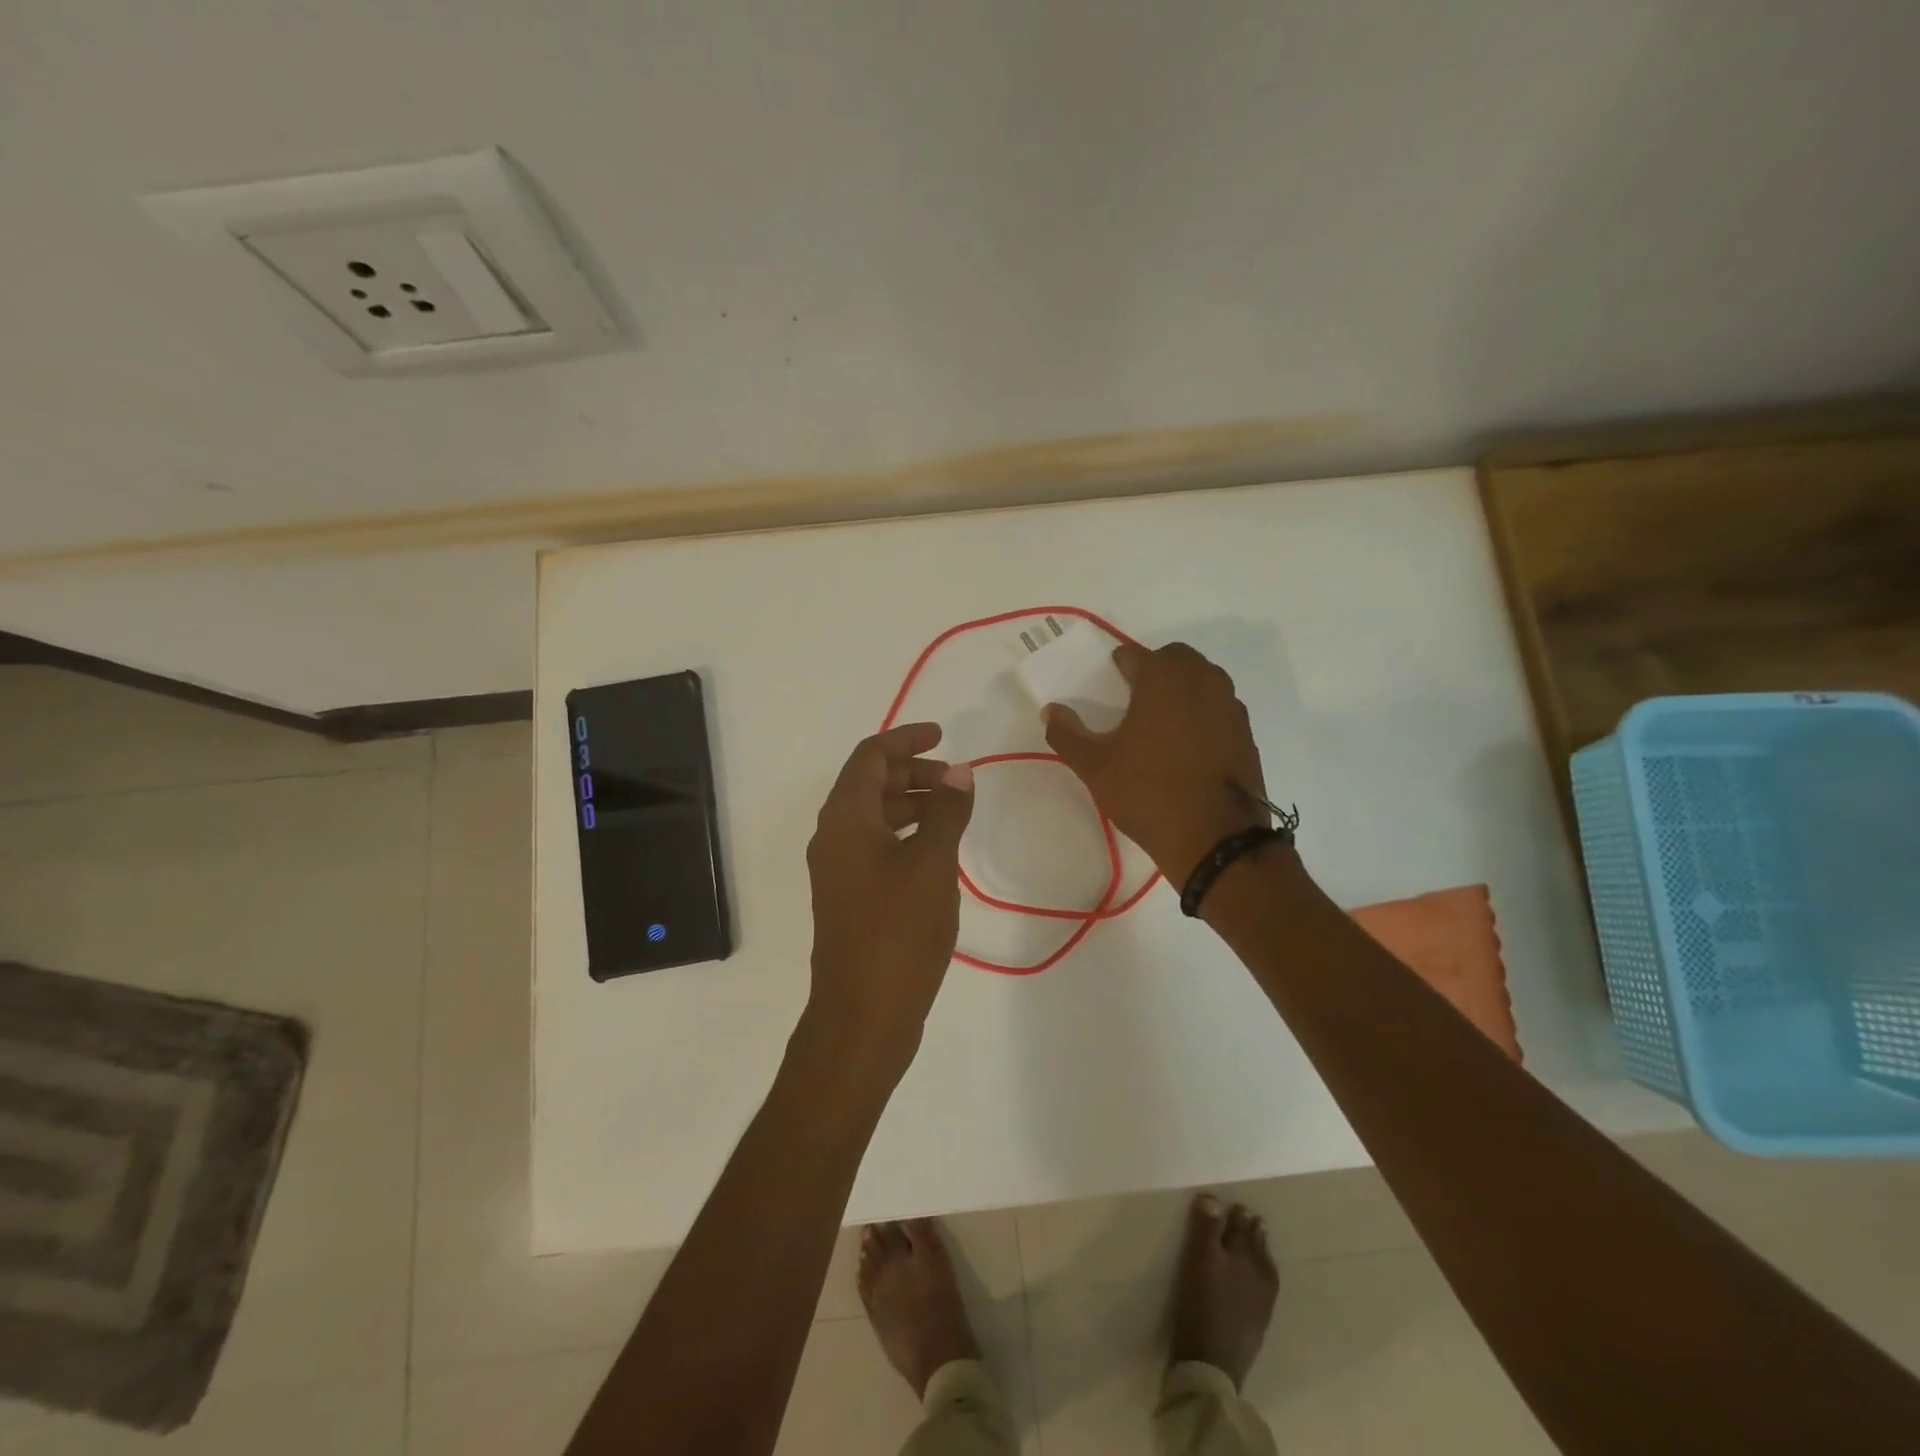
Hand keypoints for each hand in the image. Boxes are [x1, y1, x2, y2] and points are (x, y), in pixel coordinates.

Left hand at [805, 722, 975, 1080]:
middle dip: (912, 772)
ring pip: (873, 816)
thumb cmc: (898, 931)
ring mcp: (839, 870)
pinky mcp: (849, 897)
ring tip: (953, 811)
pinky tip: (937, 850)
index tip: (942, 735)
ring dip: (911, 803)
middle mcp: (833, 837)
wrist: (863, 1013)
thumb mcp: (932, 864)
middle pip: (869, 784)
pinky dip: (905, 834)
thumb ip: (946, 812)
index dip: (905, 739)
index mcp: (845, 819)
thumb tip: (958, 773)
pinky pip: (875, 845)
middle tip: (955, 779)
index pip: (870, 757)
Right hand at [1044, 643, 1269, 885]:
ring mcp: (1230, 706)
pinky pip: (1218, 708)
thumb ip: (1067, 733)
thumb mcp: (1095, 766)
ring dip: (1181, 690)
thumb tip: (1051, 711)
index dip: (1117, 668)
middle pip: (1174, 659)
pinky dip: (1202, 714)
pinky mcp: (1246, 732)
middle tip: (1133, 702)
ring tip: (1160, 724)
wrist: (1215, 839)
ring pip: (1202, 680)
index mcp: (1163, 678)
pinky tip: (1187, 747)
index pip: (1134, 655)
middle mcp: (1202, 680)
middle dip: (1153, 671)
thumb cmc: (1147, 793)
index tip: (1107, 687)